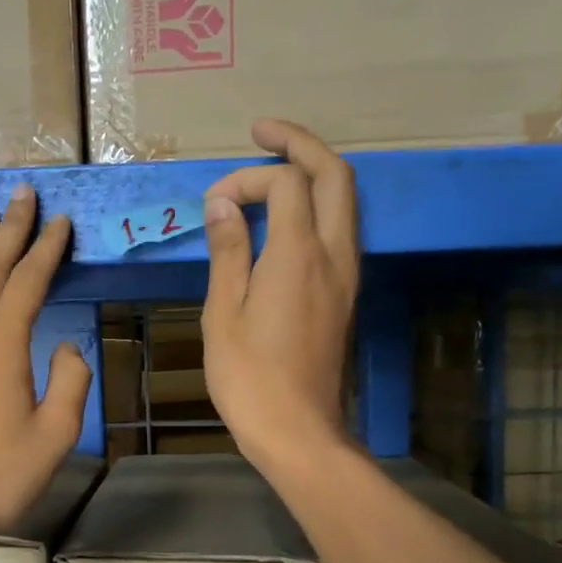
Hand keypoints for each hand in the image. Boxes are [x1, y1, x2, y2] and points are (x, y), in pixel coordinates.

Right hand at [202, 120, 359, 470]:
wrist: (297, 429)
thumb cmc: (249, 377)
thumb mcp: (224, 312)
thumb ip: (229, 250)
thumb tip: (225, 204)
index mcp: (299, 255)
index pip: (287, 183)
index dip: (248, 179)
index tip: (214, 204)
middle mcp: (334, 255)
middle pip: (335, 176)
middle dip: (300, 144)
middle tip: (262, 133)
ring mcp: (346, 275)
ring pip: (345, 201)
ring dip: (314, 173)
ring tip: (274, 166)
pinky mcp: (345, 294)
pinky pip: (339, 230)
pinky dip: (317, 206)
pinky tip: (287, 216)